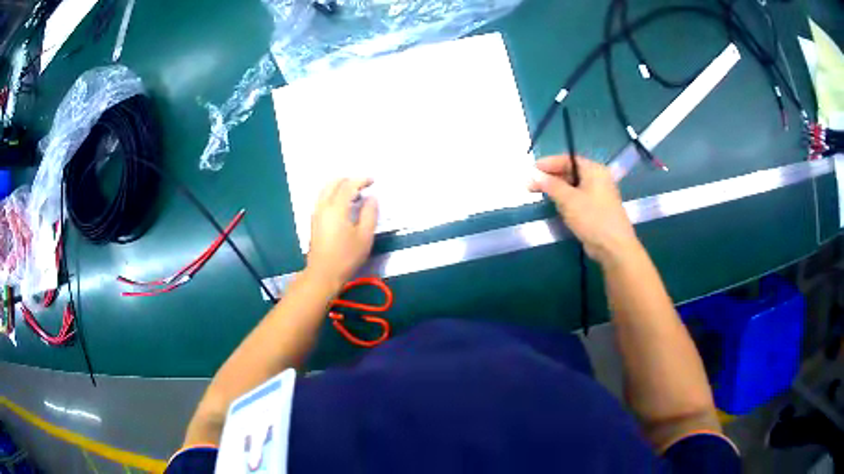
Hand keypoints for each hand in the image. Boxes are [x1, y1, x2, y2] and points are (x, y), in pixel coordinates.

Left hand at [306, 178, 377, 289]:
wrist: (323, 274)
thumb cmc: (346, 257)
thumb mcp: (365, 236)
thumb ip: (370, 214)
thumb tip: (371, 198)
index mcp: (336, 208)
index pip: (348, 185)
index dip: (361, 180)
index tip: (373, 181)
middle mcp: (323, 206)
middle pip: (333, 183)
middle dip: (349, 180)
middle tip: (363, 185)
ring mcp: (316, 213)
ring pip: (325, 190)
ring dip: (339, 186)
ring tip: (354, 193)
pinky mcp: (314, 221)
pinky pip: (322, 198)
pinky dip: (333, 194)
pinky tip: (343, 204)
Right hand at [528, 155, 639, 264]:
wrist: (613, 247)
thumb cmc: (592, 218)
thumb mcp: (568, 199)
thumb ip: (550, 185)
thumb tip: (533, 174)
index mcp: (594, 170)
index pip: (568, 159)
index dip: (548, 163)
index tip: (531, 170)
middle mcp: (598, 178)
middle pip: (570, 171)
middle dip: (550, 177)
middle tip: (531, 185)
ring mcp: (598, 195)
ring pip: (573, 186)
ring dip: (556, 189)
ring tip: (538, 194)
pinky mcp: (596, 209)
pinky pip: (577, 198)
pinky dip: (565, 199)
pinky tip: (554, 205)